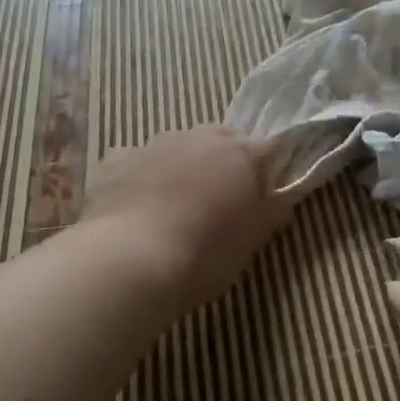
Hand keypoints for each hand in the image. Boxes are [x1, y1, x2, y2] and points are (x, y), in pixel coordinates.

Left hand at [80, 127, 292, 310]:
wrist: (128, 262)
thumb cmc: (204, 255)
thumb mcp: (250, 242)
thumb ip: (271, 213)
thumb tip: (283, 198)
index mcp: (241, 155)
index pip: (271, 146)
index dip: (271, 166)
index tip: (267, 189)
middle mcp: (201, 137)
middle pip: (223, 138)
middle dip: (226, 160)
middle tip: (221, 199)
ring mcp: (155, 143)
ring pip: (179, 145)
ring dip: (183, 165)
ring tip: (176, 204)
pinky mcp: (116, 159)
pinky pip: (137, 161)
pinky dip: (141, 175)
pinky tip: (135, 205)